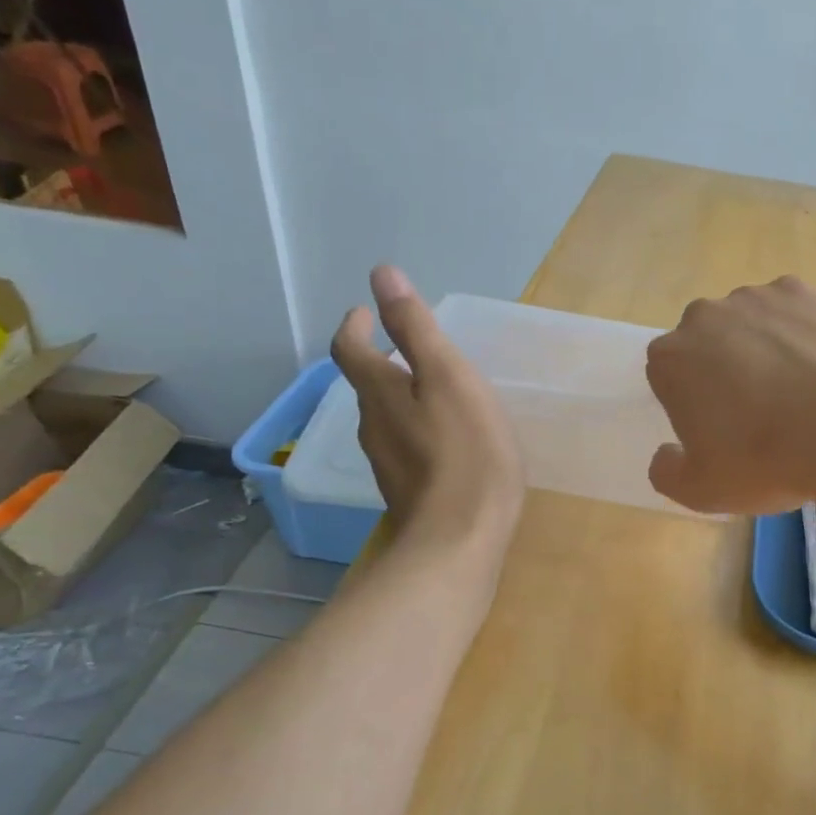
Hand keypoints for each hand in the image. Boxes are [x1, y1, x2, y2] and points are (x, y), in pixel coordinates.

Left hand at [332, 267, 522, 551]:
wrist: (461, 540)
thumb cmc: (465, 451)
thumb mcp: (448, 377)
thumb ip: (416, 327)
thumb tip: (381, 274)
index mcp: (380, 393)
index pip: (350, 349)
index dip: (355, 325)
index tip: (365, 312)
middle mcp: (373, 427)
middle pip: (366, 386)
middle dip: (380, 361)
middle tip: (409, 349)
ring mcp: (388, 464)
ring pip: (386, 419)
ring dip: (400, 397)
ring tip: (432, 391)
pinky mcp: (408, 493)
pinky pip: (406, 448)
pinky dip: (417, 430)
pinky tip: (446, 441)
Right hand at [644, 275, 815, 513]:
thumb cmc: (765, 461)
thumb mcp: (701, 491)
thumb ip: (667, 472)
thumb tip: (665, 455)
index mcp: (671, 359)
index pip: (669, 375)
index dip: (691, 403)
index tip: (718, 429)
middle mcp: (705, 316)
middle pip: (707, 343)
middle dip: (723, 369)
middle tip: (757, 411)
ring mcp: (757, 298)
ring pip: (750, 325)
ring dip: (762, 349)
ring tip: (798, 391)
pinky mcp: (804, 292)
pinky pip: (792, 314)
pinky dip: (801, 334)